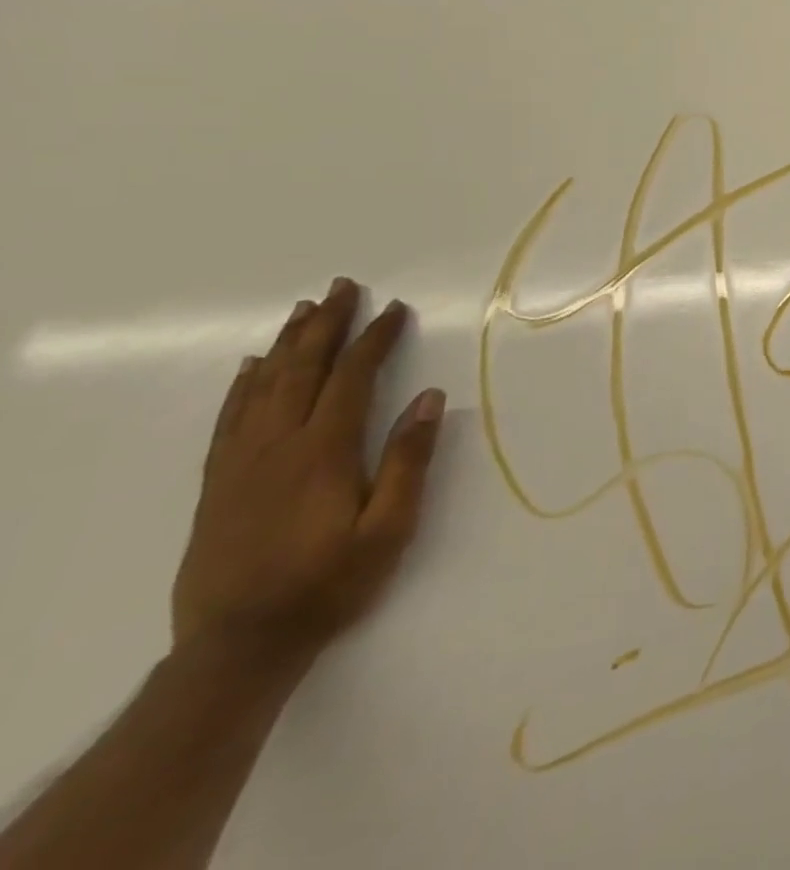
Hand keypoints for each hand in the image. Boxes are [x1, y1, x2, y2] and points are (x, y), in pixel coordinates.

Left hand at [171, 278, 444, 669]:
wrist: (238, 647)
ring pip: (262, 387)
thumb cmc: (329, 584)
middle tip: (342, 286)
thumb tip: (428, 397)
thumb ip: (408, 460)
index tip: (395, 309)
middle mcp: (276, 446)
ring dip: (286, 344)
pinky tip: (250, 367)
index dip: (375, 339)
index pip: (352, 378)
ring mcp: (240, 464)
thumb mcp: (389, 528)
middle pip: (301, 370)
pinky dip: (242, 386)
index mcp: (323, 452)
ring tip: (304, 311)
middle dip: (326, 325)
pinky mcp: (217, 485)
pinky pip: (228, 420)